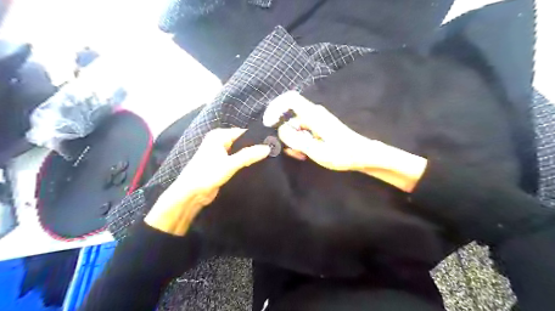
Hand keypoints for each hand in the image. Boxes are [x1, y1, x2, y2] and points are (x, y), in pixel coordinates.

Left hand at [145, 127, 270, 233]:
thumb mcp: (230, 164)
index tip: (272, 143)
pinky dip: (245, 163)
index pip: (243, 133)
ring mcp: (221, 154)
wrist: (191, 194)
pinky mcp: (222, 165)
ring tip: (268, 159)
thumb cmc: (207, 174)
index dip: (257, 138)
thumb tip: (268, 148)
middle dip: (254, 148)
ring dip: (250, 156)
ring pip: (240, 152)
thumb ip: (249, 155)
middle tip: (272, 152)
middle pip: (242, 142)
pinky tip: (257, 166)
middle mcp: (219, 142)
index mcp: (219, 136)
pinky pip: (237, 161)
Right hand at [263, 92, 371, 170]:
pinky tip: (306, 154)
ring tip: (302, 156)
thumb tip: (281, 129)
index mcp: (313, 115)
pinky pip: (304, 132)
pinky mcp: (320, 128)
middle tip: (293, 152)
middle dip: (287, 134)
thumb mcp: (316, 150)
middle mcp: (314, 114)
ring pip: (296, 127)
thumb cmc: (341, 153)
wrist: (362, 155)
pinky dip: (301, 142)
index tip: (269, 123)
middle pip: (290, 117)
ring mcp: (317, 121)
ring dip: (294, 141)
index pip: (290, 99)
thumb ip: (296, 139)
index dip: (276, 107)